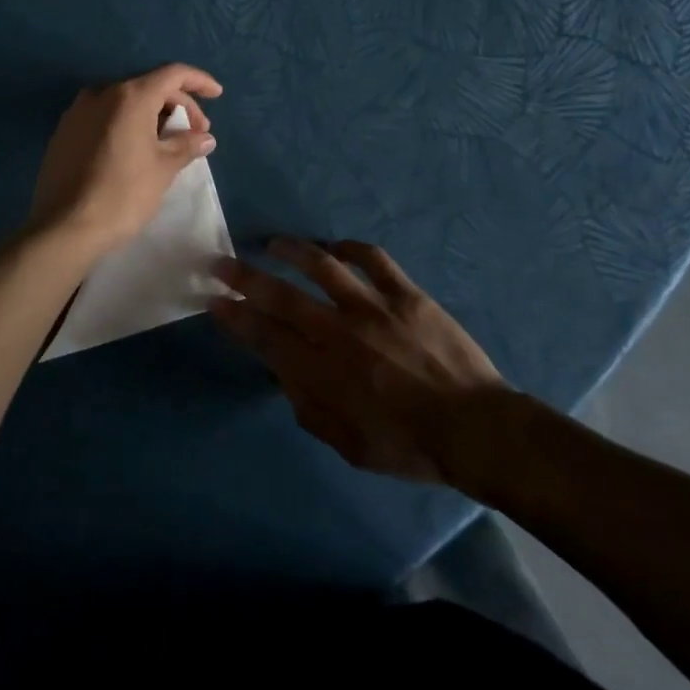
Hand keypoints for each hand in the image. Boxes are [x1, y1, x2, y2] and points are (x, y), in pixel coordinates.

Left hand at [28, 64, 222, 255]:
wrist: (64, 227)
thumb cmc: (122, 194)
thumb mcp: (163, 169)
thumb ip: (186, 145)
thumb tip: (204, 137)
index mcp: (129, 96)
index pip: (172, 74)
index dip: (198, 81)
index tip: (217, 94)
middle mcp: (101, 93)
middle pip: (148, 86)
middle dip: (178, 104)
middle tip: (195, 132)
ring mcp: (78, 111)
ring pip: (125, 101)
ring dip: (152, 114)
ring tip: (168, 141)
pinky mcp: (64, 131)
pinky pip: (104, 116)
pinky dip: (127, 123)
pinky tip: (136, 148)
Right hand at [210, 239, 509, 484]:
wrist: (474, 429)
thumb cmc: (408, 446)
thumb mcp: (349, 446)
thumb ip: (309, 409)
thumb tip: (283, 375)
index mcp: (323, 373)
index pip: (265, 337)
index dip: (236, 318)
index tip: (214, 301)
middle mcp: (339, 332)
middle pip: (281, 296)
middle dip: (244, 278)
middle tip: (221, 262)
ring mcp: (372, 307)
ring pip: (322, 266)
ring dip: (292, 251)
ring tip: (274, 243)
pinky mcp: (404, 293)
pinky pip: (373, 259)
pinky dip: (351, 248)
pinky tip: (336, 247)